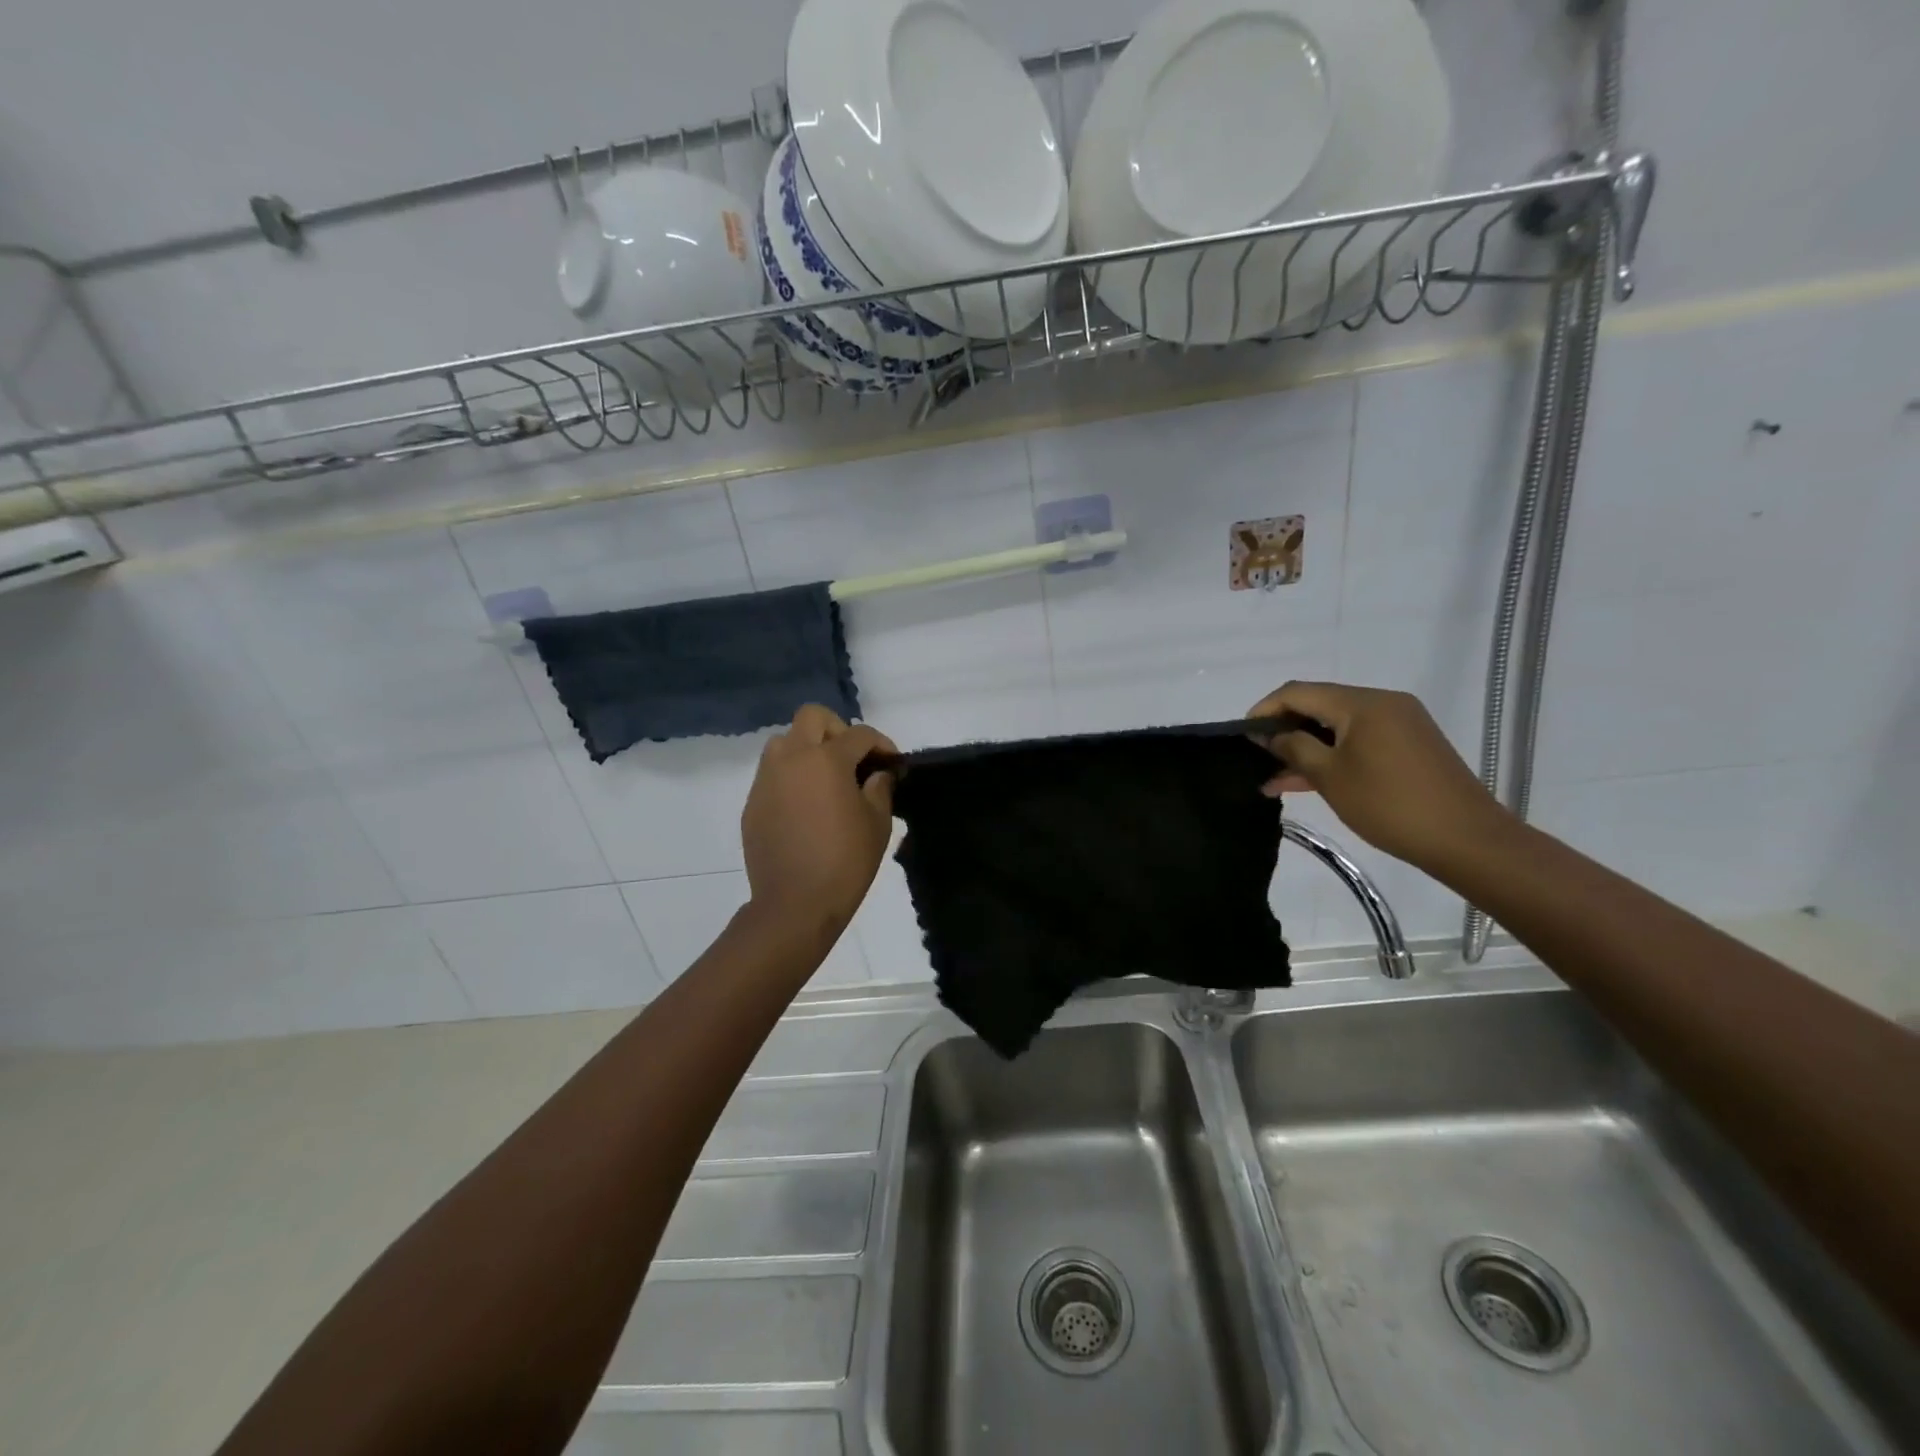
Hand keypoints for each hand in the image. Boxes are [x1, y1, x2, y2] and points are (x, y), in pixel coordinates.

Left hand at [741, 705, 897, 933]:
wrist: (795, 904)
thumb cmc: (846, 861)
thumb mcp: (877, 824)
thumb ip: (880, 789)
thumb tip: (878, 774)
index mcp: (826, 759)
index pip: (859, 734)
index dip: (881, 744)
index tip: (892, 762)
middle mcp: (791, 758)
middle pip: (812, 717)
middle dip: (838, 729)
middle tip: (853, 759)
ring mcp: (767, 780)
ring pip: (785, 742)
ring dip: (808, 749)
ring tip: (826, 779)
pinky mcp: (753, 803)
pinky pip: (772, 774)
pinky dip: (791, 777)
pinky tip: (806, 806)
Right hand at [1247, 681, 1511, 870]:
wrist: (1466, 839)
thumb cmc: (1390, 804)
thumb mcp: (1330, 776)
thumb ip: (1294, 748)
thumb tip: (1271, 735)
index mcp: (1362, 703)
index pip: (1298, 692)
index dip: (1265, 710)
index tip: (1242, 735)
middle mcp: (1382, 703)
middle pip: (1319, 704)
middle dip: (1285, 729)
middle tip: (1257, 757)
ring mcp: (1400, 723)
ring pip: (1338, 726)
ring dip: (1306, 747)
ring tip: (1274, 778)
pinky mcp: (1409, 745)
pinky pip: (1359, 740)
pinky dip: (1332, 755)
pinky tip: (1307, 780)